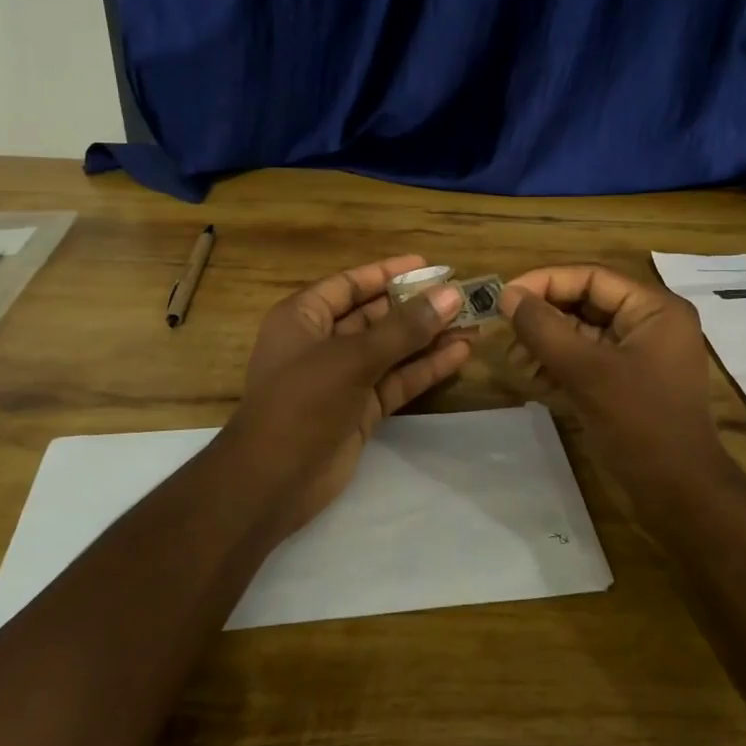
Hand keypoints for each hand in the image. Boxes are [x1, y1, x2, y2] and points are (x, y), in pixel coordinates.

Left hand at [229, 254, 471, 536]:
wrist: (273, 481)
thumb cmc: (303, 402)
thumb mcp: (353, 358)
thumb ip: (404, 328)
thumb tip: (451, 295)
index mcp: (303, 317)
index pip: (350, 284)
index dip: (388, 273)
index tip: (429, 265)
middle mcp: (322, 342)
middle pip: (375, 316)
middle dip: (416, 307)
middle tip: (461, 295)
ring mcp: (342, 379)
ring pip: (391, 350)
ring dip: (428, 338)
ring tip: (472, 322)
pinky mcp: (361, 410)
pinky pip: (397, 380)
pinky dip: (425, 368)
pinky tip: (460, 354)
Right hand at [498, 265, 722, 489]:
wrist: (679, 495)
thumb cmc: (639, 423)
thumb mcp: (587, 371)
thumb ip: (544, 328)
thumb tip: (508, 295)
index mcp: (654, 309)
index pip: (591, 277)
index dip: (545, 282)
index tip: (505, 297)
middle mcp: (650, 324)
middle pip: (586, 303)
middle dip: (543, 318)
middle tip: (504, 333)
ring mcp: (639, 356)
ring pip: (583, 334)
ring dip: (546, 344)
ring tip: (513, 361)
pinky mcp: (627, 384)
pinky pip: (588, 361)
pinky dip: (559, 366)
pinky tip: (531, 379)